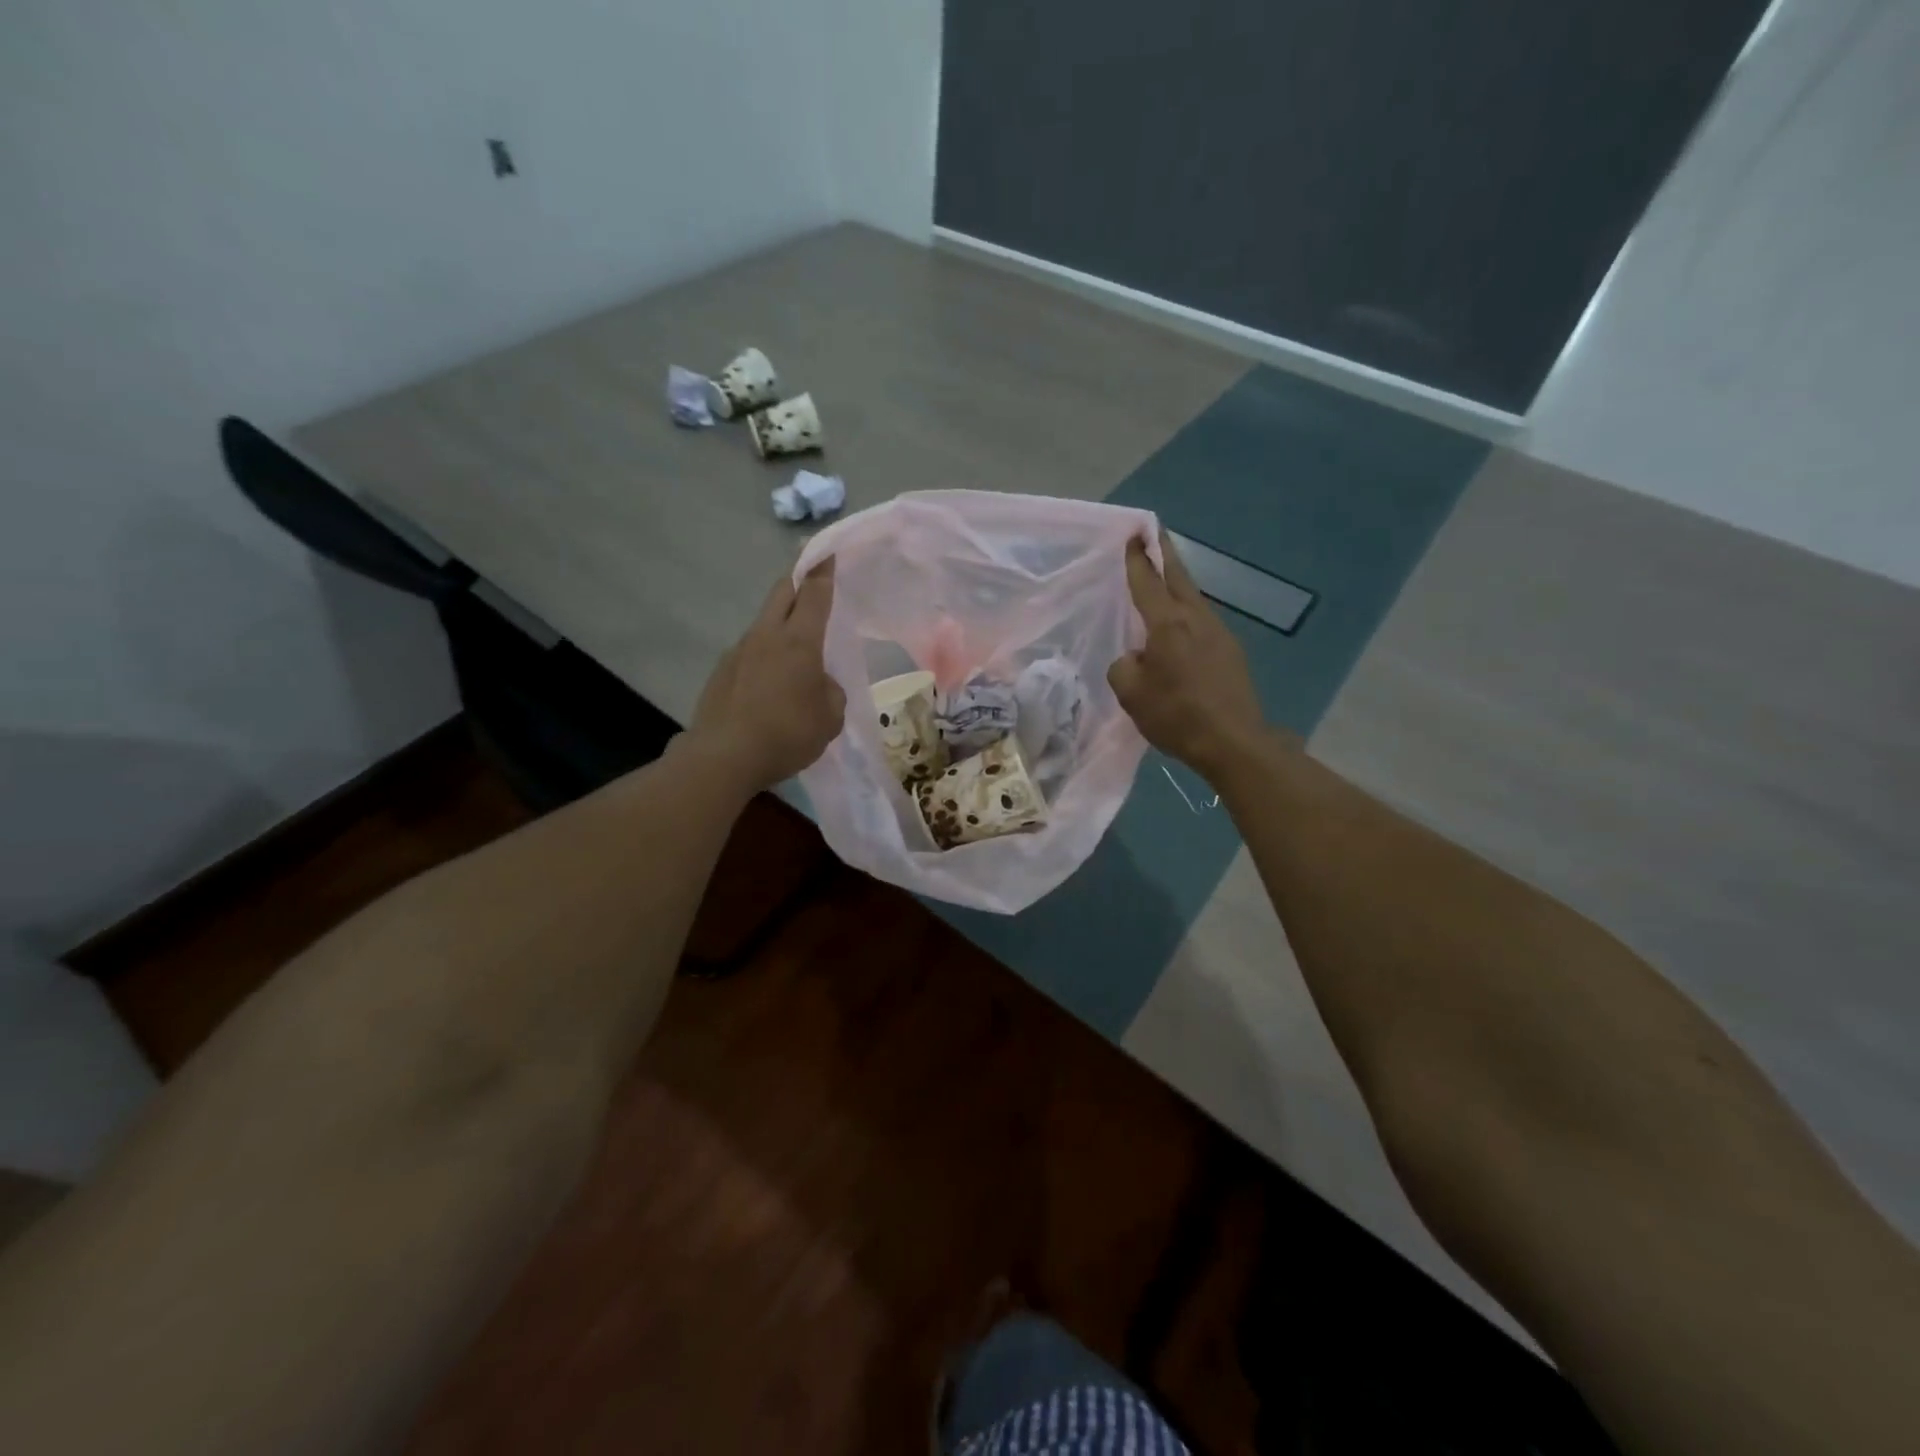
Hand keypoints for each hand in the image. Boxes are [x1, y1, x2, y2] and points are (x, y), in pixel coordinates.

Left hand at [689, 560, 844, 789]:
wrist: (723, 757)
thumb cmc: (787, 733)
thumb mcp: (830, 717)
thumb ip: (830, 692)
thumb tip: (818, 684)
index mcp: (799, 641)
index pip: (814, 593)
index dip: (823, 571)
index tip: (829, 552)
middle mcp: (766, 636)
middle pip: (782, 593)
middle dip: (799, 581)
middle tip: (812, 580)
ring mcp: (738, 651)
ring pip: (764, 623)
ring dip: (780, 624)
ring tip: (794, 649)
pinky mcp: (721, 672)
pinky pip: (750, 652)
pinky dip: (764, 656)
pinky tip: (769, 683)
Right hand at [1108, 536, 1269, 779]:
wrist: (1234, 742)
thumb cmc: (1176, 715)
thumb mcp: (1131, 694)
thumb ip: (1124, 666)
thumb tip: (1136, 658)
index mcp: (1167, 624)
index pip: (1147, 582)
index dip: (1137, 558)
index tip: (1134, 533)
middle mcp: (1196, 619)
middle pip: (1178, 577)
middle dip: (1164, 552)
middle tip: (1154, 532)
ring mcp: (1219, 633)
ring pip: (1193, 598)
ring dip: (1177, 583)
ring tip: (1163, 578)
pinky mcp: (1231, 652)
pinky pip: (1203, 622)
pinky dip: (1187, 613)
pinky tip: (1180, 627)